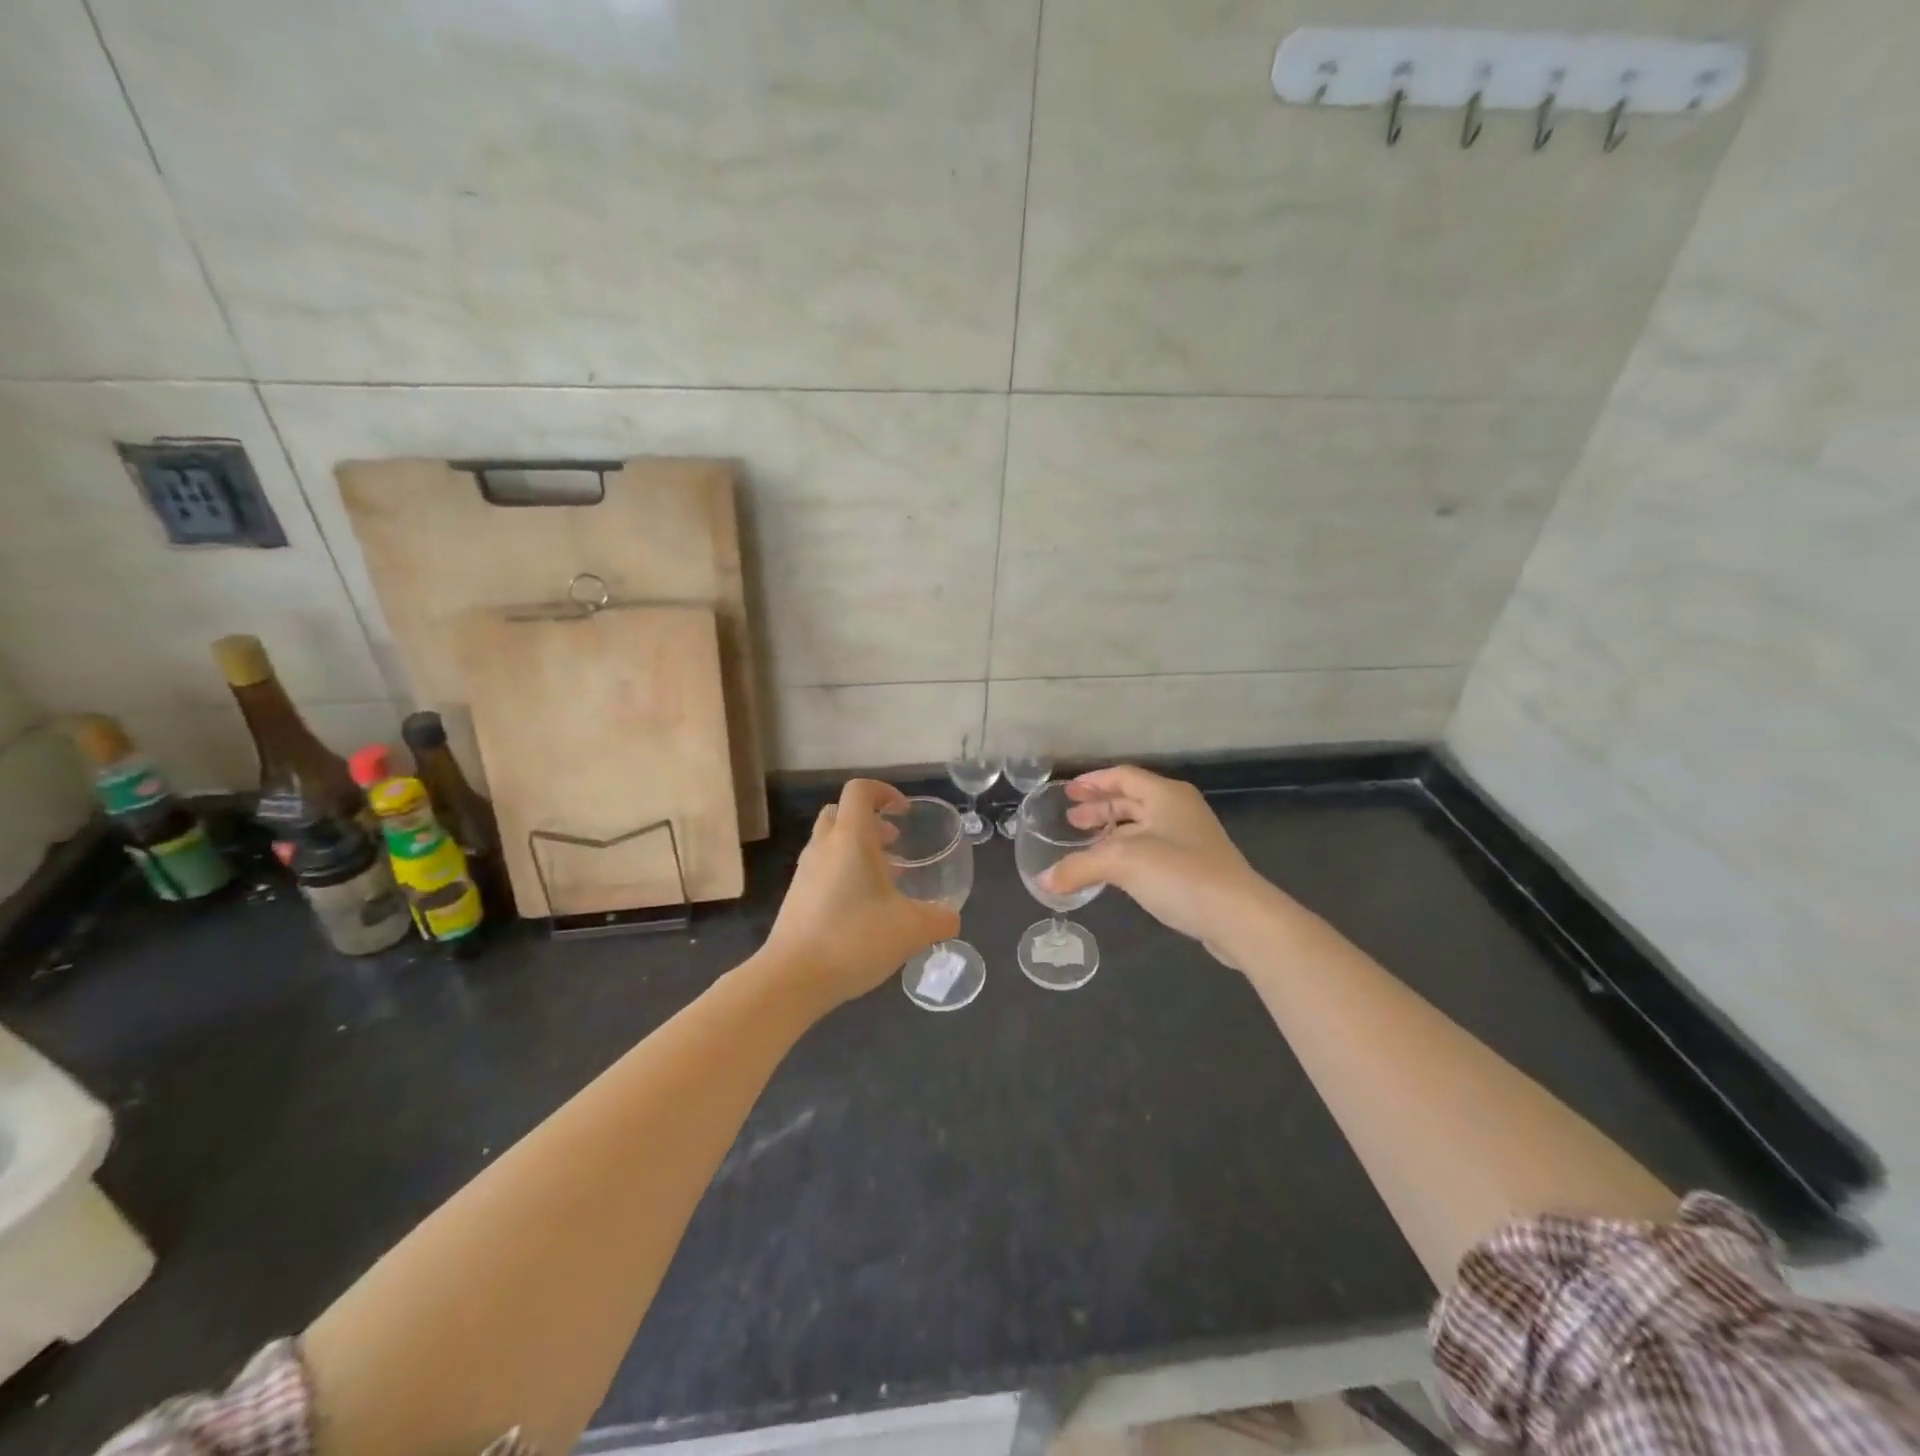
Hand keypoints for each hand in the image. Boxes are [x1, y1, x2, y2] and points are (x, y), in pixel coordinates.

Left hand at [760, 779, 959, 1006]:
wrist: (792, 978)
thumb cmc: (854, 939)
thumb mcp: (911, 930)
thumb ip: (940, 919)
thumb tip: (952, 918)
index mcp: (851, 838)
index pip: (860, 791)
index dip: (884, 792)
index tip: (904, 813)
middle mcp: (823, 846)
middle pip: (841, 812)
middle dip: (869, 820)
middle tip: (895, 842)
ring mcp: (805, 872)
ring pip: (830, 841)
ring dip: (857, 848)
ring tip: (886, 878)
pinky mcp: (796, 897)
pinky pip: (822, 868)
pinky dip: (844, 872)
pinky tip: (864, 907)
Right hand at [1042, 765, 1279, 969]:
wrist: (1238, 917)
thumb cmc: (1180, 873)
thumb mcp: (1122, 863)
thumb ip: (1078, 867)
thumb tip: (1042, 882)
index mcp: (1165, 795)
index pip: (1122, 776)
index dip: (1093, 782)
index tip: (1067, 792)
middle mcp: (1178, 809)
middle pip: (1132, 799)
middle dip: (1100, 808)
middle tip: (1071, 820)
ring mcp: (1190, 839)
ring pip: (1142, 826)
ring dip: (1113, 832)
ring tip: (1085, 844)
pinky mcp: (1194, 867)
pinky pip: (1151, 849)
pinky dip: (1127, 852)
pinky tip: (1112, 870)